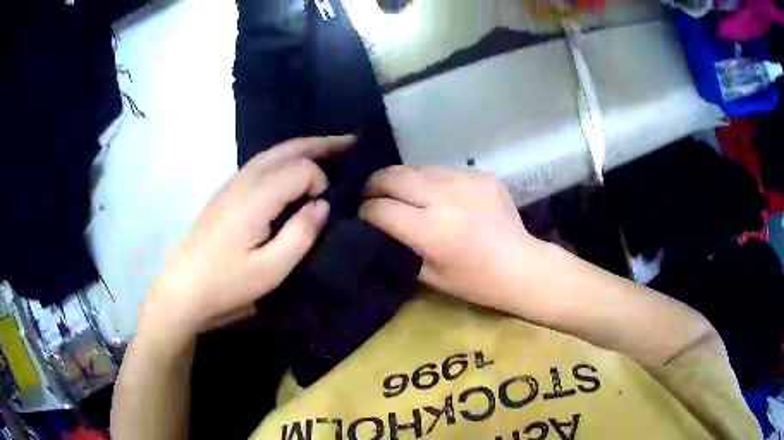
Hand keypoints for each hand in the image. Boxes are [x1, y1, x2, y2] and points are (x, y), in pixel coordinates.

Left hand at [146, 136, 353, 337]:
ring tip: (329, 150)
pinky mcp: (226, 193)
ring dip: (302, 148)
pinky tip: (293, 170)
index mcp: (255, 198)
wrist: (183, 288)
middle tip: (350, 143)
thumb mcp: (270, 271)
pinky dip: (284, 158)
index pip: (300, 169)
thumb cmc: (226, 284)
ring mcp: (232, 184)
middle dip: (320, 144)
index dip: (320, 182)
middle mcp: (243, 181)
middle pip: (287, 149)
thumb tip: (322, 204)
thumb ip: (301, 234)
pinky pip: (261, 164)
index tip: (323, 210)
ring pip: (272, 153)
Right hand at [359, 166, 546, 312]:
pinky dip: (432, 180)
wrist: (520, 266)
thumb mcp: (428, 276)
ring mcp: (465, 181)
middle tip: (371, 193)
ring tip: (401, 191)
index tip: (362, 215)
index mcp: (430, 230)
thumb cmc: (474, 282)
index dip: (365, 212)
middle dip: (375, 184)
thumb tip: (379, 228)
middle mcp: (445, 198)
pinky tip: (436, 193)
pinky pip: (444, 171)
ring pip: (418, 168)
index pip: (381, 209)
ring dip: (403, 179)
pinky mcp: (481, 175)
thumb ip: (400, 249)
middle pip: (394, 176)